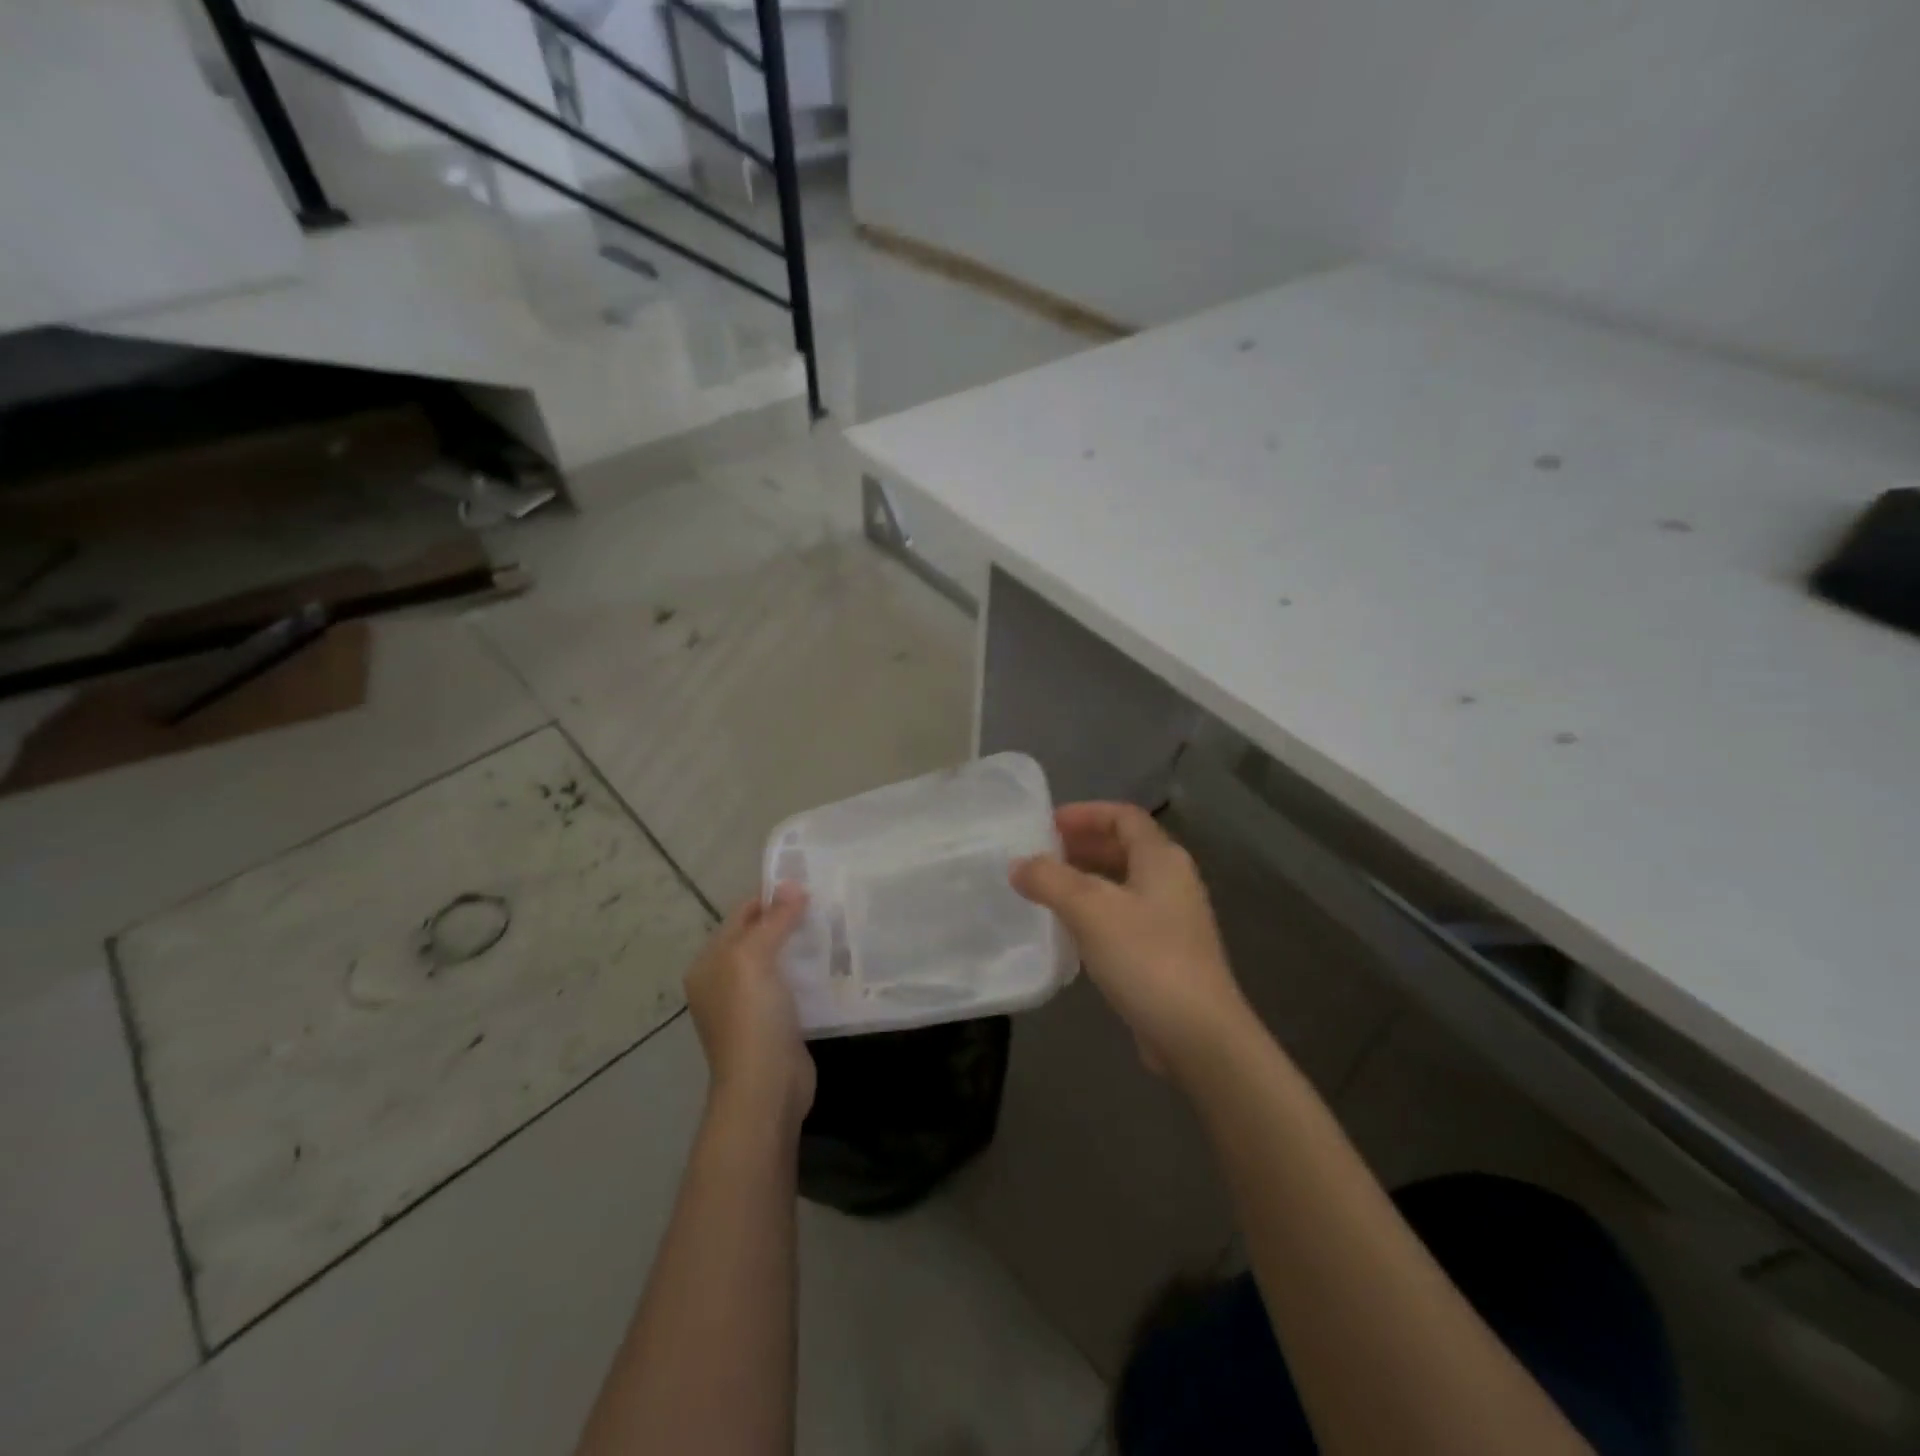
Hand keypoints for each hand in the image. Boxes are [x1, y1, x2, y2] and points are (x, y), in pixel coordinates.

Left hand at [685, 885, 812, 1127]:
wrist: (765, 1088)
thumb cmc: (751, 1017)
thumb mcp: (755, 958)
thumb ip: (774, 920)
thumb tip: (793, 884)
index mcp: (709, 964)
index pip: (740, 916)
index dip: (770, 898)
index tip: (807, 884)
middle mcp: (723, 982)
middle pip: (758, 938)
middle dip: (787, 920)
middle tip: (825, 903)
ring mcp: (748, 1006)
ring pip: (776, 962)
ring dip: (800, 946)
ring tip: (833, 927)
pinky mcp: (774, 1024)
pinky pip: (790, 986)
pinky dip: (807, 972)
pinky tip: (831, 964)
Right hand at [1013, 802, 1251, 1079]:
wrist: (1198, 1035)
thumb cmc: (1146, 958)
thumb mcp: (1090, 910)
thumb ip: (1050, 880)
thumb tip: (1018, 865)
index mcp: (1162, 858)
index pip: (1123, 816)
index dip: (1085, 813)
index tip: (1046, 825)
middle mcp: (1172, 880)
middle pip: (1124, 847)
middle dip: (1082, 845)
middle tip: (1040, 854)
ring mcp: (1172, 918)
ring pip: (1123, 883)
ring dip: (1086, 879)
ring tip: (1046, 889)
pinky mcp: (1166, 952)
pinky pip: (1125, 915)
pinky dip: (1096, 911)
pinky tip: (1069, 929)